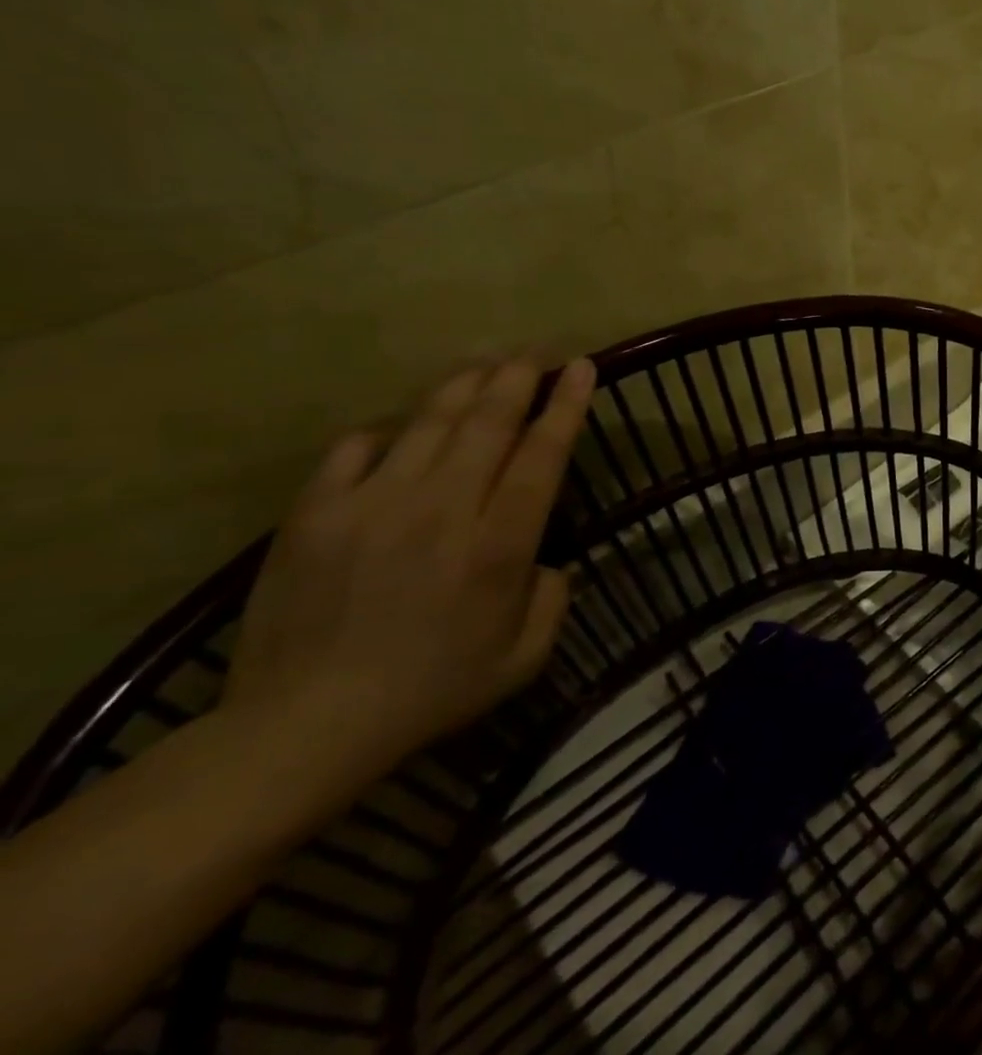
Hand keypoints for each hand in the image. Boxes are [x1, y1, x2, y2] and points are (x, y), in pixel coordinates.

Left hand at [223, 357, 597, 784]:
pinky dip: (386, 431)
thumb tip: (542, 559)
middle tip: (533, 353)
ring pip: (429, 422)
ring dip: (463, 385)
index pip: (542, 454)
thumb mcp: (525, 658)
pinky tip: (400, 430)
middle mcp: (442, 510)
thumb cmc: (431, 692)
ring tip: (484, 363)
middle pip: (488, 421)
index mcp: (498, 546)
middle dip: (517, 377)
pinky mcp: (316, 513)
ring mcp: (373, 505)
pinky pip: (357, 448)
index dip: (565, 405)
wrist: (302, 728)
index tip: (580, 366)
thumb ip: (553, 597)